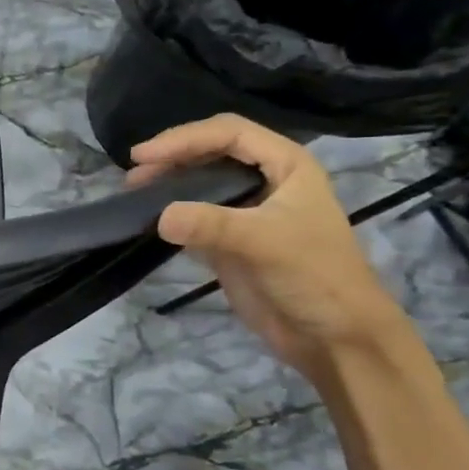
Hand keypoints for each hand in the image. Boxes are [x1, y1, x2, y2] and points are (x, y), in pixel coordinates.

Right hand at [126, 115, 407, 379]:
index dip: (185, 138)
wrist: (333, 336)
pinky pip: (194, 215)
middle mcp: (266, 180)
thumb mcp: (266, 243)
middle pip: (211, 152)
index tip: (143, 156)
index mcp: (287, 165)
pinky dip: (169, 212)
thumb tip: (159, 216)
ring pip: (200, 182)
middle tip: (134, 174)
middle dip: (173, 156)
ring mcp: (246, 211)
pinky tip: (147, 217)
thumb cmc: (315, 277)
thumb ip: (212, 225)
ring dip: (168, 182)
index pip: (230, 134)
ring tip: (134, 192)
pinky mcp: (229, 240)